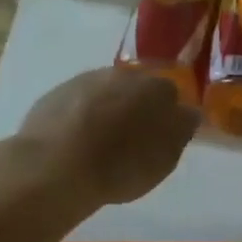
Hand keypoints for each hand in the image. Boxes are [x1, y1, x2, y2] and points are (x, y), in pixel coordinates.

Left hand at [11, 67, 199, 207]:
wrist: (55, 166)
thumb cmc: (120, 165)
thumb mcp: (164, 159)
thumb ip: (179, 131)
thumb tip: (186, 114)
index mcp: (156, 88)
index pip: (172, 95)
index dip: (168, 115)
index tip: (161, 135)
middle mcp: (123, 75)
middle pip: (137, 89)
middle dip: (137, 107)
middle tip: (132, 138)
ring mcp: (86, 81)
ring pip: (106, 92)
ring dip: (108, 109)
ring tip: (101, 141)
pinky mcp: (55, 93)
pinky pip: (78, 103)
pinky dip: (81, 116)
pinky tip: (75, 140)